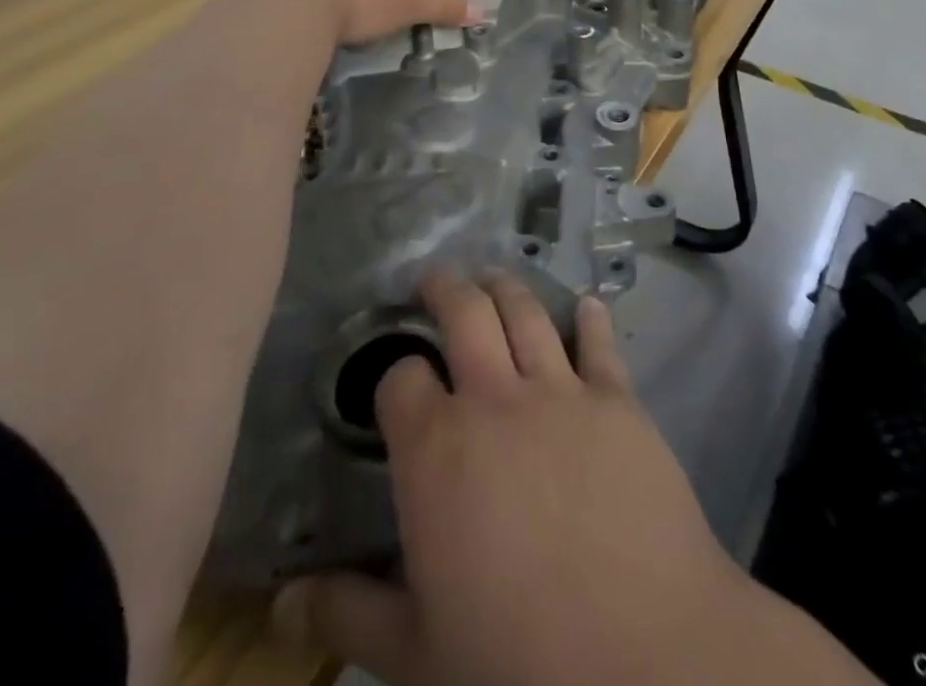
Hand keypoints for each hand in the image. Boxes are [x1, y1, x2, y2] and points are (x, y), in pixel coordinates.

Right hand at [271, 275, 870, 685]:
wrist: (644, 656)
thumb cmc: (516, 660)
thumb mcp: (416, 653)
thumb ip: (347, 614)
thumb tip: (280, 602)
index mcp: (436, 447)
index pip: (400, 378)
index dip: (395, 375)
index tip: (397, 384)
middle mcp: (494, 398)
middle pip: (464, 312)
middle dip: (445, 288)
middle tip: (436, 280)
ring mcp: (560, 390)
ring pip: (526, 312)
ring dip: (506, 287)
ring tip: (494, 277)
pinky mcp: (617, 398)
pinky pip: (599, 343)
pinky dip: (590, 319)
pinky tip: (588, 305)